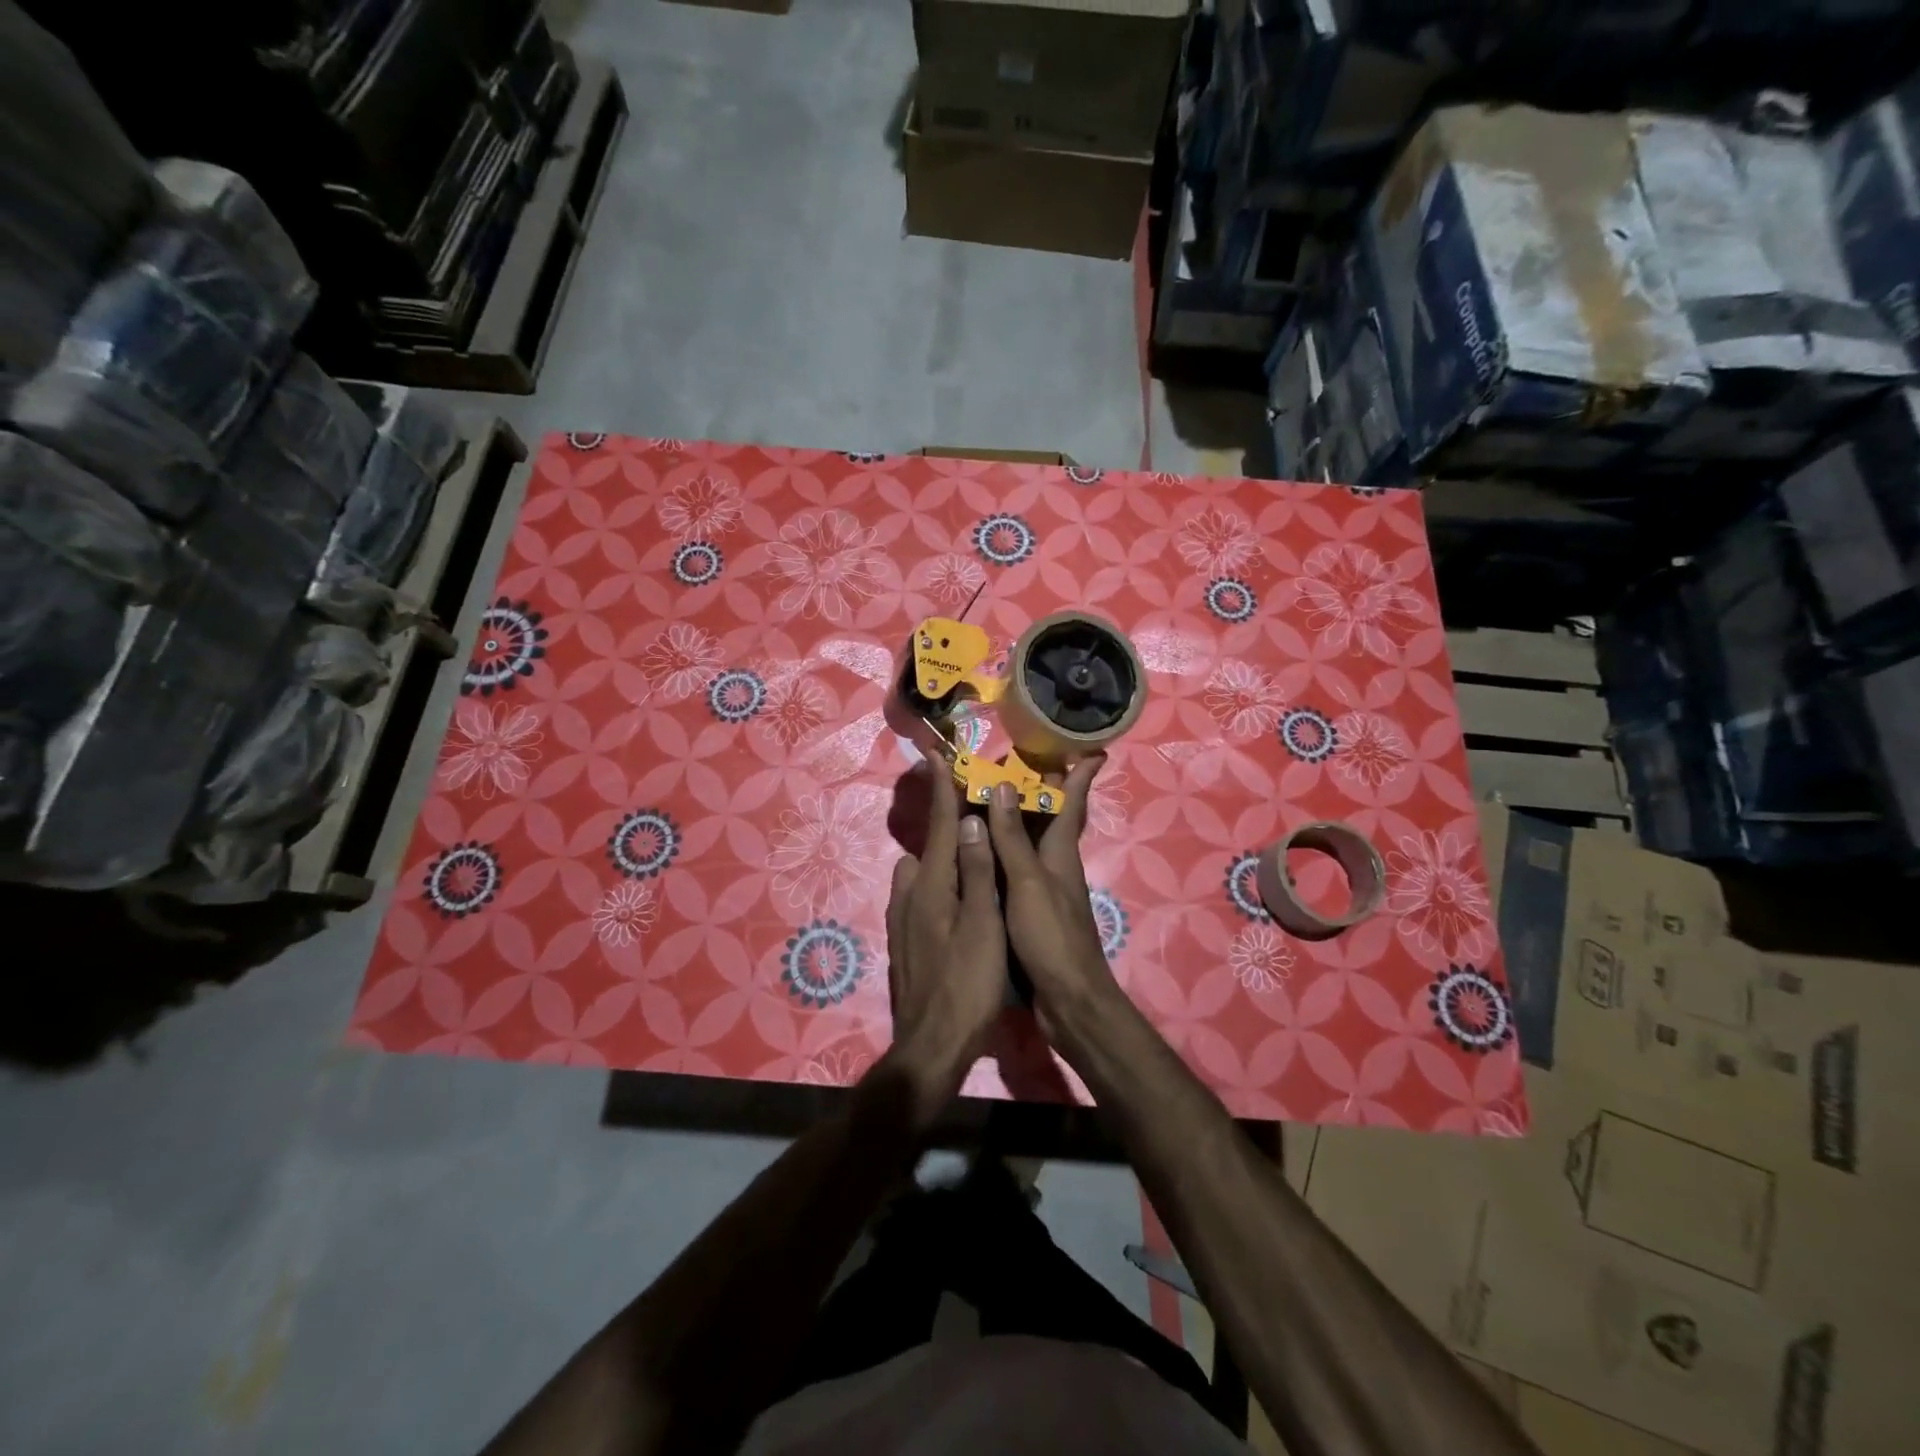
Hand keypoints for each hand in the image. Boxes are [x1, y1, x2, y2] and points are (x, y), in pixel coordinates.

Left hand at [884, 764, 1005, 1115]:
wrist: (932, 1047)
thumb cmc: (968, 986)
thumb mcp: (983, 926)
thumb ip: (978, 873)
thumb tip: (969, 822)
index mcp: (931, 886)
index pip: (938, 826)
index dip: (942, 790)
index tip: (938, 755)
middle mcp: (910, 895)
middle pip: (928, 847)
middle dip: (945, 824)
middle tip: (972, 810)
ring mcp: (903, 920)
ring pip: (922, 873)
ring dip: (942, 857)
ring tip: (973, 855)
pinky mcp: (906, 941)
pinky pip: (921, 896)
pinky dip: (939, 884)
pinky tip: (960, 900)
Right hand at [983, 757, 1121, 1026]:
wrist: (1065, 1000)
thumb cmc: (1051, 936)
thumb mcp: (1028, 882)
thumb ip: (1013, 838)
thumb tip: (1005, 786)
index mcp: (1058, 852)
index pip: (1072, 803)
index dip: (1081, 775)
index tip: (1090, 747)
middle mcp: (1053, 865)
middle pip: (1049, 817)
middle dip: (1039, 788)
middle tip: (1012, 760)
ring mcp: (1041, 889)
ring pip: (1028, 842)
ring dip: (1014, 817)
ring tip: (987, 793)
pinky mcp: (1028, 910)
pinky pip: (1013, 868)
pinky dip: (999, 851)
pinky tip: (977, 850)